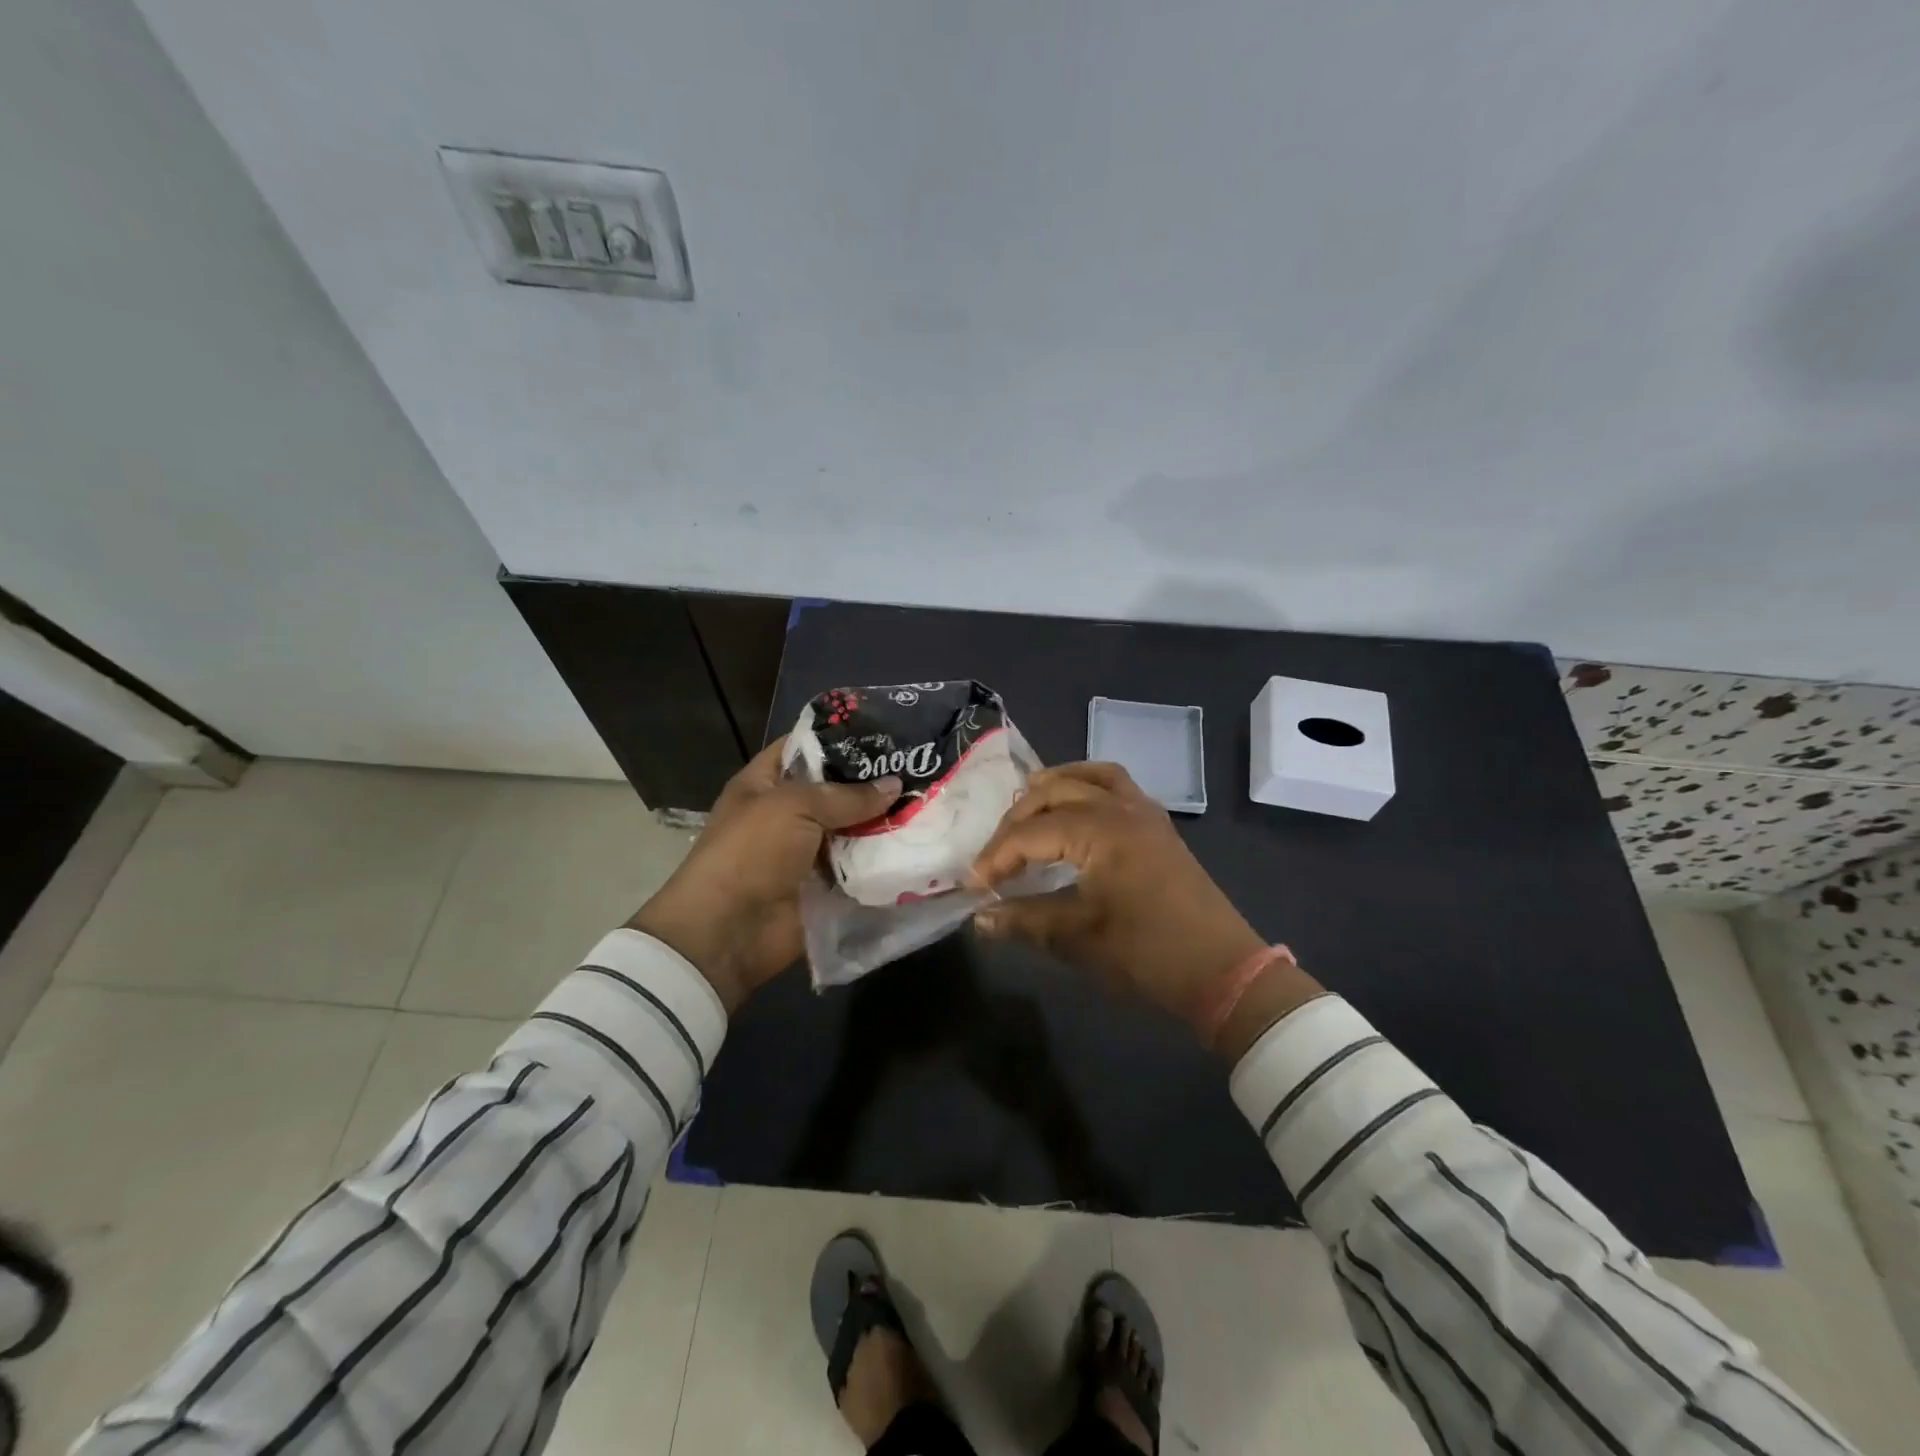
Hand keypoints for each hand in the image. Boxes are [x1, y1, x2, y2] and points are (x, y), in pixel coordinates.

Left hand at [629, 739, 899, 1011]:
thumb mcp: (795, 806)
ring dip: (884, 823)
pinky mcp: (825, 886)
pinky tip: (920, 846)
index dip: (841, 739)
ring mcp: (807, 852)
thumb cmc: (751, 852)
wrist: (729, 931)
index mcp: (765, 783)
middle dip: (874, 783)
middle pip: (836, 791)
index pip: (805, 748)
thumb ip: (847, 795)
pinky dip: (882, 861)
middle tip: (922, 768)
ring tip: (931, 805)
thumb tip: (895, 785)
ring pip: (853, 830)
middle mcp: (787, 814)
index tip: (887, 733)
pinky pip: (858, 868)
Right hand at [968, 762, 1320, 1054]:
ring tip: (1025, 812)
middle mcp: (1120, 807)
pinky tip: (1075, 809)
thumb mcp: (1079, 938)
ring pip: (1087, 776)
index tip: (972, 886)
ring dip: (1052, 789)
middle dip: (1016, 821)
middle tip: (995, 858)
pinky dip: (1087, 785)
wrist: (1224, 972)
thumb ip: (1024, 920)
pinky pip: (1116, 785)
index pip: (1030, 833)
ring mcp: (1144, 812)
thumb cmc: (1148, 954)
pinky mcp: (1157, 825)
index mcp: (1100, 830)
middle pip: (1053, 793)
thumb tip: (979, 917)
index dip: (996, 858)